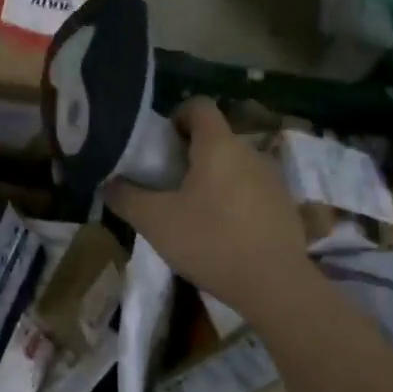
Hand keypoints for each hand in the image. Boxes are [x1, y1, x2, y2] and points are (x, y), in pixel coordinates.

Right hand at [106, 98, 310, 317]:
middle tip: (166, 184)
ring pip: (234, 165)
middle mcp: (250, 152)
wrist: (274, 285)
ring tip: (192, 212)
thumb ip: (126, 197)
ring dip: (212, 179)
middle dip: (189, 154)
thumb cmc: (210, 242)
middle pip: (215, 137)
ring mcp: (272, 179)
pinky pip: (251, 190)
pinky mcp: (284, 206)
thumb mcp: (155, 222)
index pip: (199, 106)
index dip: (176, 117)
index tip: (160, 146)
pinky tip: (222, 233)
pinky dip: (233, 200)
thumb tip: (108, 183)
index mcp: (219, 145)